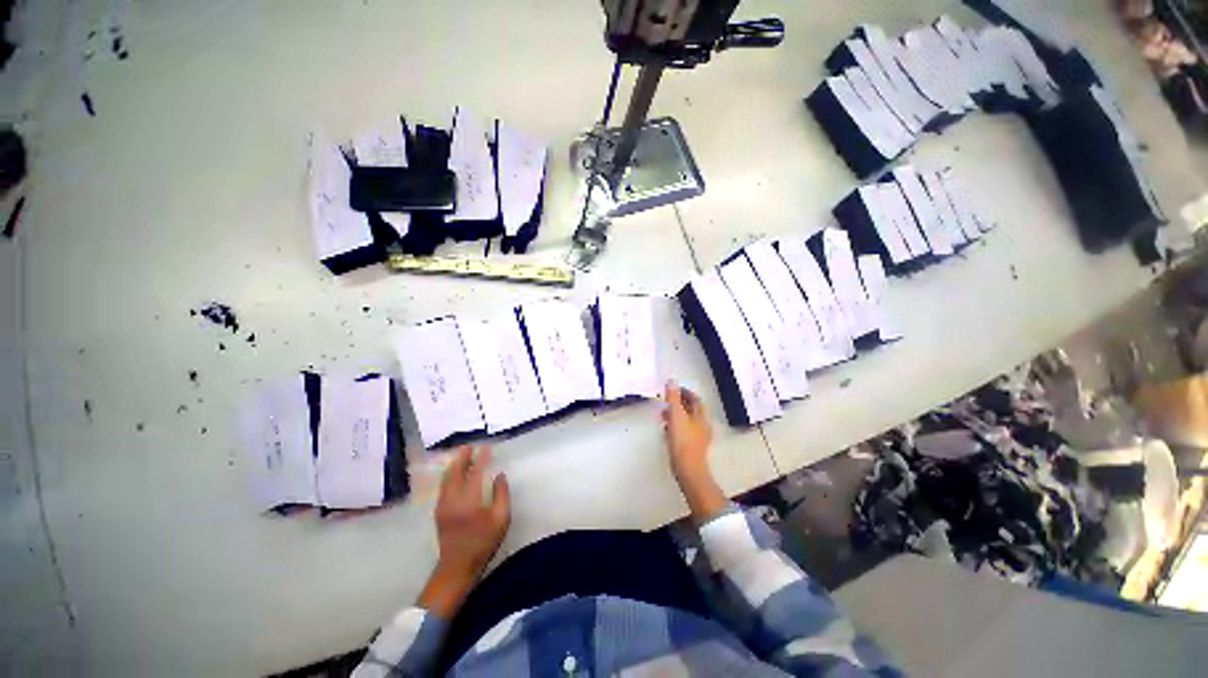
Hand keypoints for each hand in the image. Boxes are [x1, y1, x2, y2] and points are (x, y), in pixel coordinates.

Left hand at [419, 446, 510, 617]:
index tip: (486, 448)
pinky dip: (449, 474)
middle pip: (455, 471)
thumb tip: (499, 475)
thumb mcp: (501, 519)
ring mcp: (443, 504)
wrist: (457, 566)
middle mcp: (453, 499)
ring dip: (454, 465)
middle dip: (462, 457)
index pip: (475, 472)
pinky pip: (443, 486)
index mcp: (470, 500)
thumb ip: (502, 494)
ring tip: (462, 455)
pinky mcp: (439, 510)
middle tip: (468, 446)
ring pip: (447, 478)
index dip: (481, 458)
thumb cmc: (483, 542)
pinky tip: (454, 472)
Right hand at [662, 381, 725, 521]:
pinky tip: (666, 430)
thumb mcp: (675, 415)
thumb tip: (672, 381)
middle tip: (666, 401)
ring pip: (687, 421)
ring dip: (676, 415)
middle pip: (691, 409)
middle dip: (679, 403)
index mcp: (700, 416)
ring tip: (663, 414)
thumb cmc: (682, 441)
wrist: (688, 469)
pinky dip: (676, 426)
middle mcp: (702, 425)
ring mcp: (698, 438)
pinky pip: (684, 431)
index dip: (685, 392)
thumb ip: (673, 398)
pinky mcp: (692, 447)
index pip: (695, 399)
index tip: (674, 389)